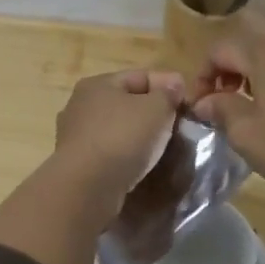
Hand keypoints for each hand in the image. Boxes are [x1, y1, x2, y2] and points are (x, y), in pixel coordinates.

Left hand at [52, 69, 187, 210]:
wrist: (87, 187)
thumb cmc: (123, 137)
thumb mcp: (156, 108)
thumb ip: (168, 93)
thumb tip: (173, 84)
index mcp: (98, 84)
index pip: (141, 77)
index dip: (167, 86)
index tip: (188, 102)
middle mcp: (81, 105)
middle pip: (127, 102)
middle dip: (153, 112)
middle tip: (177, 125)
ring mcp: (75, 136)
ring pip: (117, 128)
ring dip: (139, 135)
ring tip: (162, 147)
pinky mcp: (77, 163)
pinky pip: (109, 152)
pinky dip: (126, 155)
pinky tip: (140, 164)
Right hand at [190, 11, 264, 236]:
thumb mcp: (246, 133)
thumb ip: (220, 109)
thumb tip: (204, 103)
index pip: (221, 49)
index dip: (203, 76)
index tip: (200, 106)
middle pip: (249, 27)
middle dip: (229, 55)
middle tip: (224, 89)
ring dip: (253, 59)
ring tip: (247, 96)